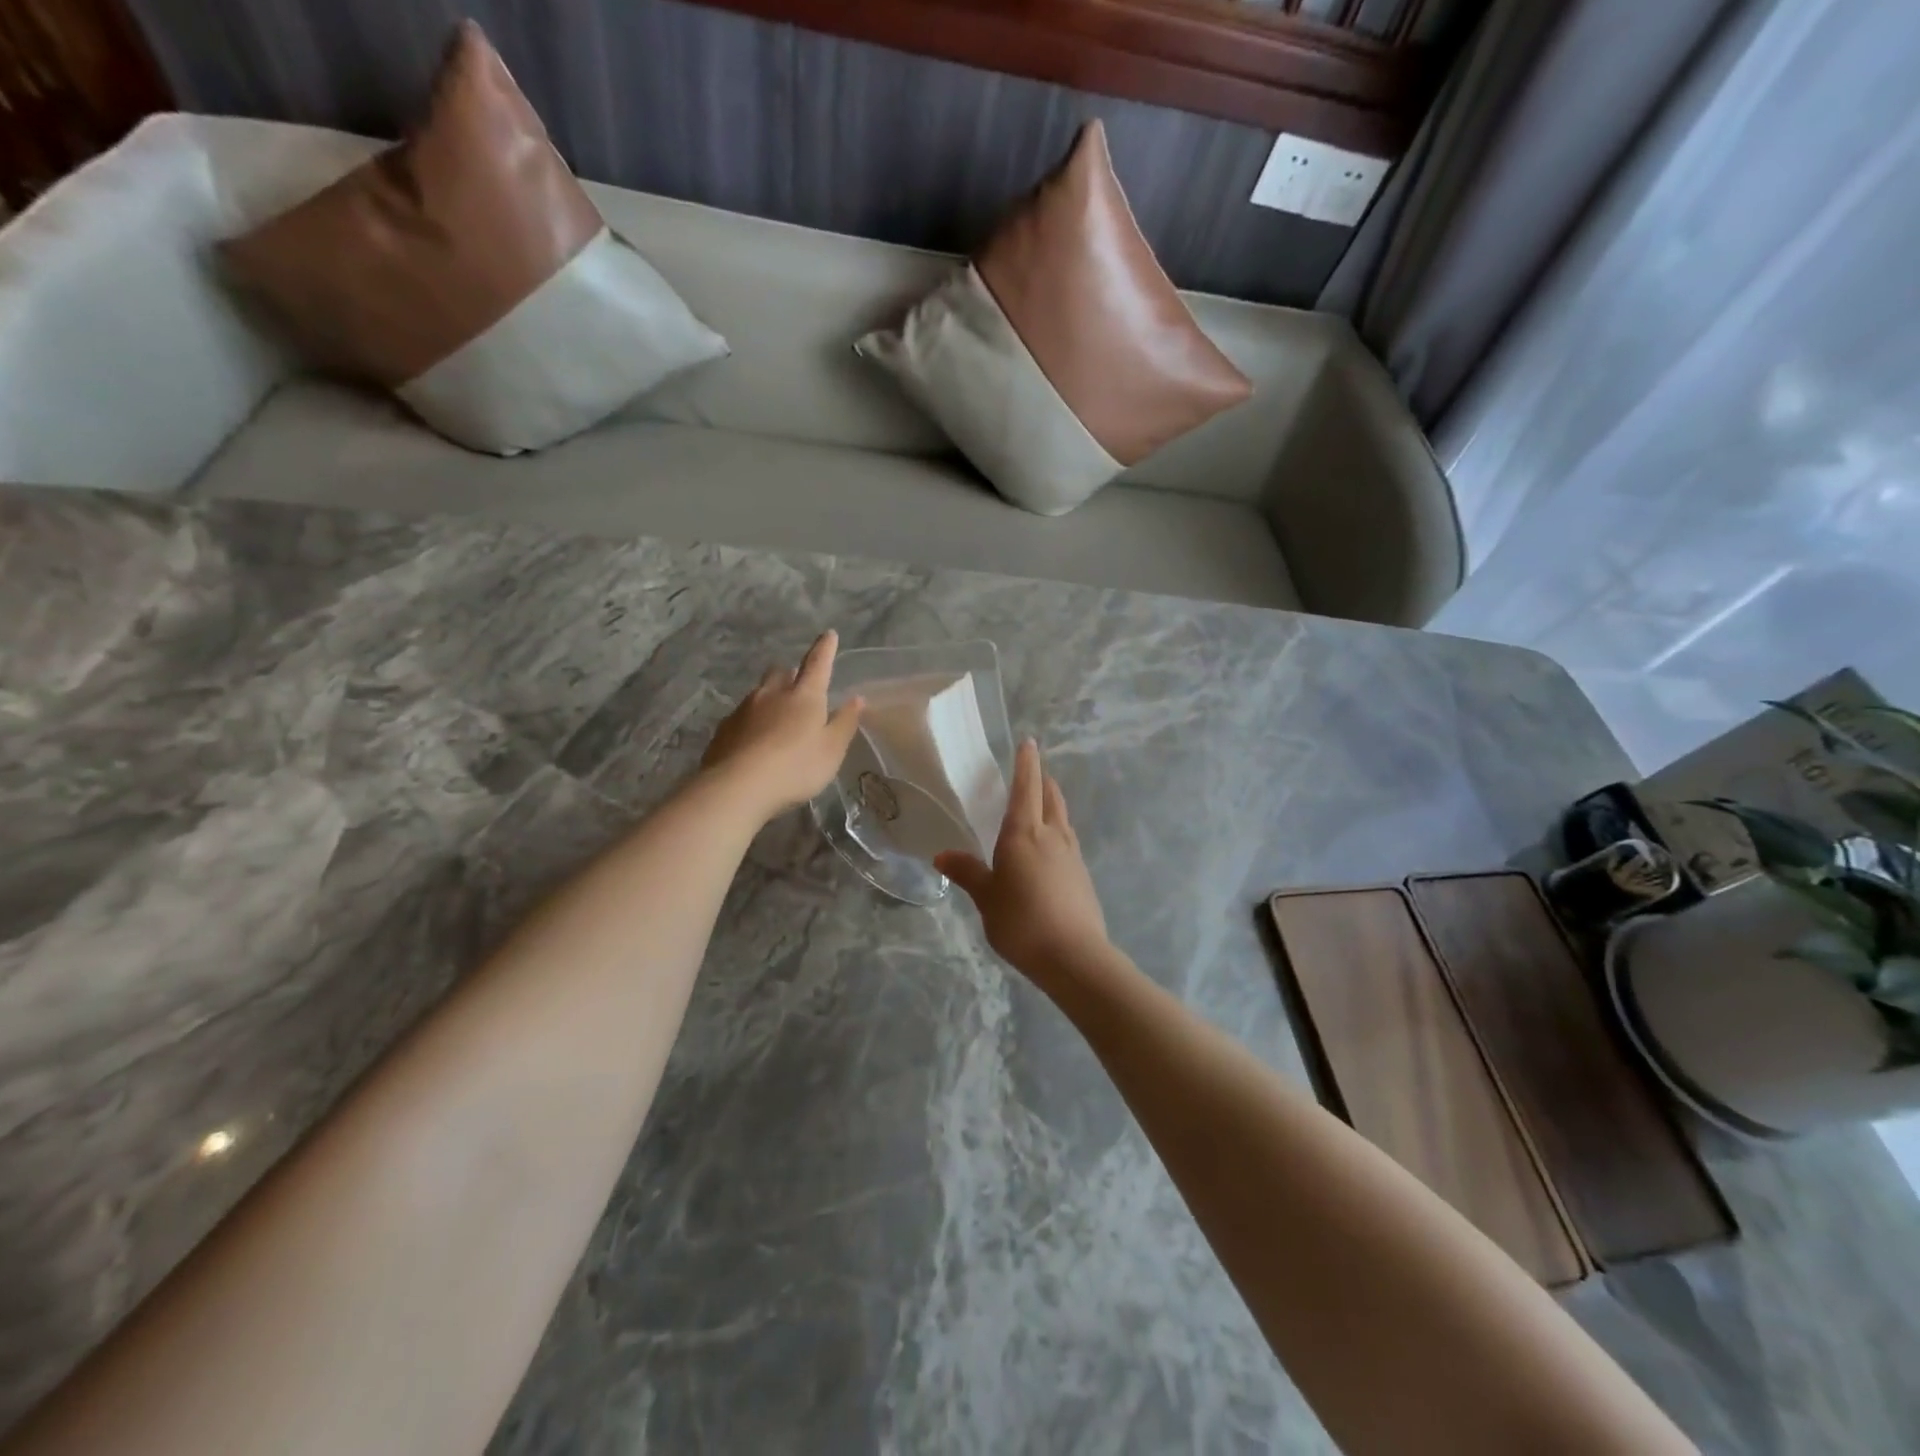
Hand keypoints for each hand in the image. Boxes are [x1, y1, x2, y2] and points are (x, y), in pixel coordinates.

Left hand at [702, 631, 863, 820]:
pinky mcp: (724, 729)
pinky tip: (754, 739)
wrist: (737, 786)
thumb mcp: (831, 750)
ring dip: (770, 697)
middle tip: (797, 683)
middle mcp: (772, 694)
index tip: (828, 634)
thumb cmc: (796, 767)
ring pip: (760, 693)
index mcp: (804, 696)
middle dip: (790, 673)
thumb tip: (856, 698)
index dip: (825, 649)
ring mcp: (744, 709)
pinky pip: (742, 716)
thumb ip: (844, 723)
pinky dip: (752, 721)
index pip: (818, 664)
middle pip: (781, 673)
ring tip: (776, 716)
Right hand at [936, 740, 1108, 981]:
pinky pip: (1067, 840)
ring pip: (1062, 817)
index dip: (1027, 763)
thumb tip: (942, 855)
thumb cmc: (1022, 921)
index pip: (1026, 786)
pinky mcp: (1082, 874)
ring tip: (1040, 804)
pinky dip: (1057, 831)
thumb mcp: (986, 898)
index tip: (1028, 742)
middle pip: (1050, 796)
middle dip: (1042, 780)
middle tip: (1032, 772)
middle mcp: (1051, 835)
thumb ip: (967, 873)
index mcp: (1024, 832)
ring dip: (1052, 803)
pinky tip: (1049, 848)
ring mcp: (1072, 854)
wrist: (1074, 955)